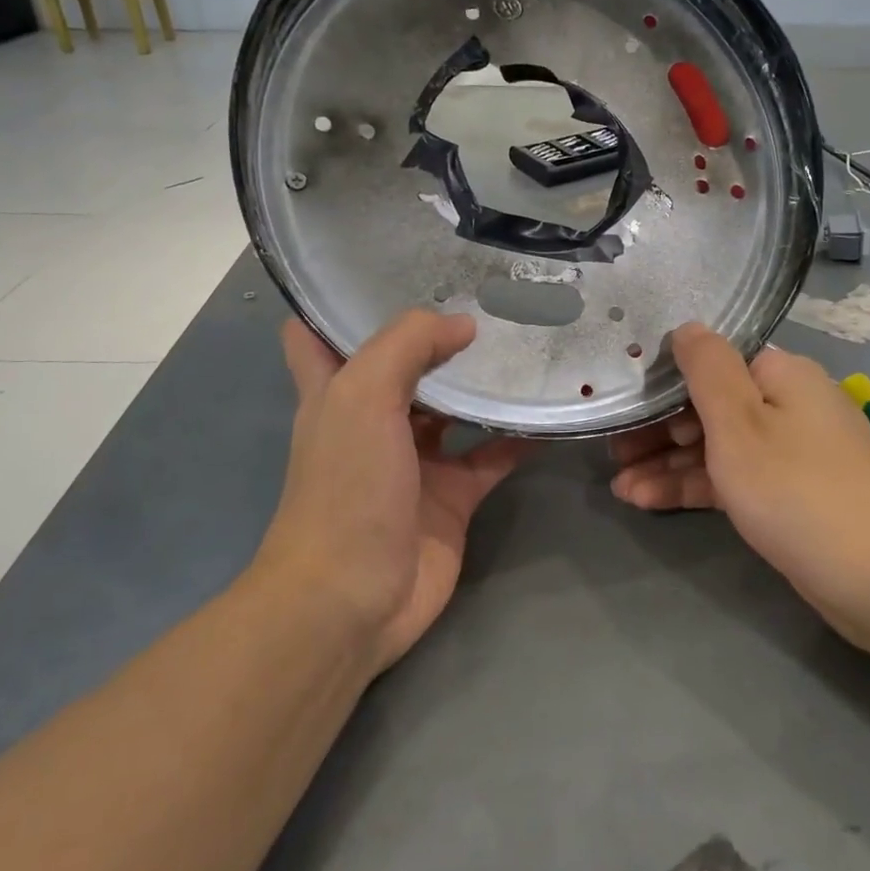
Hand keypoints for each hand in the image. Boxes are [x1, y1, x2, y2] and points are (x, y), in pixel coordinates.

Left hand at [263, 311, 526, 674]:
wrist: (353, 598)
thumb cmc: (346, 487)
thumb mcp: (363, 396)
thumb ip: (408, 345)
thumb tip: (463, 325)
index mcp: (335, 393)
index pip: (320, 335)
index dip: (343, 304)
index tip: (389, 272)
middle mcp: (373, 421)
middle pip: (403, 367)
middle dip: (436, 336)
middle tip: (488, 297)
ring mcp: (415, 462)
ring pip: (454, 410)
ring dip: (483, 385)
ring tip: (527, 344)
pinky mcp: (452, 497)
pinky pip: (491, 457)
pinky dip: (517, 438)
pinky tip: (549, 414)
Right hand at [610, 324, 869, 639]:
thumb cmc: (794, 489)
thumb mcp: (738, 422)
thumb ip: (706, 369)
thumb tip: (688, 326)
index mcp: (782, 374)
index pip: (714, 361)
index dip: (666, 380)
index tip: (624, 402)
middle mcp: (790, 403)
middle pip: (712, 405)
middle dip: (659, 429)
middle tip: (612, 451)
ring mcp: (792, 451)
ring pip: (719, 446)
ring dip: (669, 463)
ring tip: (618, 485)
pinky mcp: (790, 493)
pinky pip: (735, 477)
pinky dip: (696, 485)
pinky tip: (648, 499)